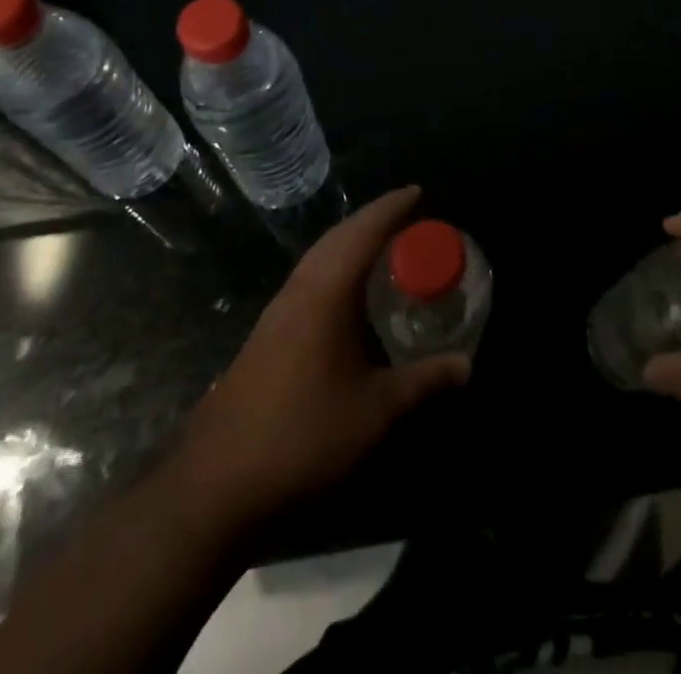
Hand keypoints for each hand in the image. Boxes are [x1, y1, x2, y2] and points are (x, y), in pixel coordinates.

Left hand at [167, 186, 468, 525]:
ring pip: (318, 259)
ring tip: (384, 247)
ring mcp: (275, 314)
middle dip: (372, 220)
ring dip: (350, 243)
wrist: (214, 488)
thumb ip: (423, 382)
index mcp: (324, 294)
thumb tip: (466, 365)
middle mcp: (297, 292)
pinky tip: (347, 296)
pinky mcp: (265, 337)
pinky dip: (335, 268)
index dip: (391, 208)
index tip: (418, 192)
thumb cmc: (303, 437)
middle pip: (337, 238)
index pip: (362, 232)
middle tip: (408, 217)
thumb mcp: (375, 412)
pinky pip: (308, 280)